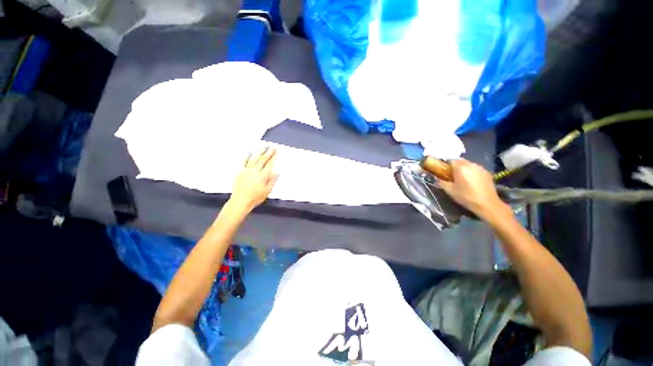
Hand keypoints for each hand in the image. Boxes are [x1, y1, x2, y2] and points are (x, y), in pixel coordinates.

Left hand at [229, 147, 278, 211]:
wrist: (241, 201)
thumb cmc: (255, 197)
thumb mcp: (267, 190)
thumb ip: (272, 180)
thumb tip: (277, 172)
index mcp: (263, 176)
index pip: (270, 164)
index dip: (273, 157)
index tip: (276, 152)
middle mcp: (255, 171)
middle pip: (263, 160)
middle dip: (268, 153)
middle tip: (272, 147)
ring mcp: (246, 171)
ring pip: (254, 159)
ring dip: (259, 152)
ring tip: (263, 147)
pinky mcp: (240, 172)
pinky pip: (243, 162)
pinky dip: (246, 156)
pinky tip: (248, 152)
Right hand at [438, 159, 507, 220]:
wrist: (487, 204)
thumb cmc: (466, 196)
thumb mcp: (449, 190)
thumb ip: (441, 182)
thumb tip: (436, 178)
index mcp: (460, 167)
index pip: (450, 160)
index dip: (445, 165)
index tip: (443, 171)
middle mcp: (471, 164)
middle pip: (460, 160)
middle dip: (454, 165)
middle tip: (451, 175)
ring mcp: (480, 168)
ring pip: (468, 164)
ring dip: (463, 168)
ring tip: (461, 178)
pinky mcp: (487, 173)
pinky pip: (476, 169)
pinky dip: (471, 172)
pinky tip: (471, 181)